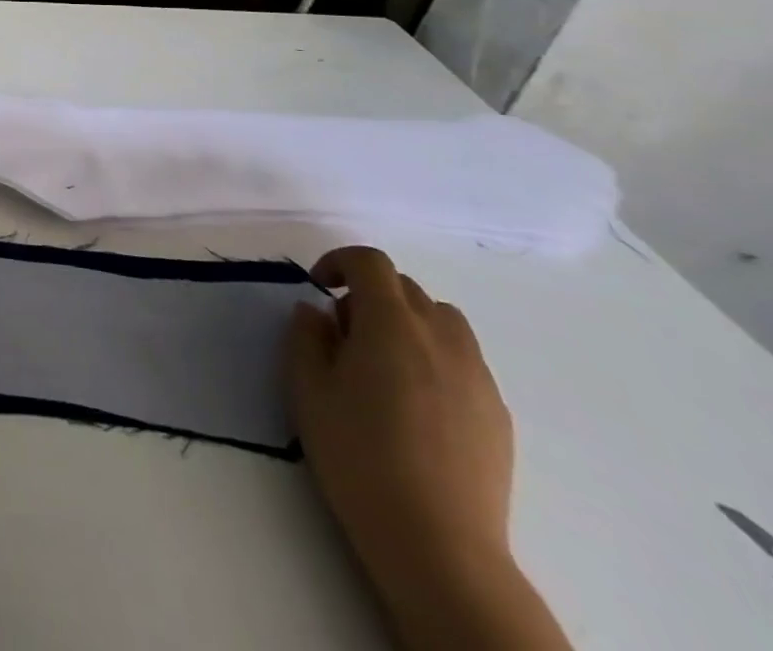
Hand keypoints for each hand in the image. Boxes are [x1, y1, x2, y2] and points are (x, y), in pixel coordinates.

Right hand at [286, 248, 512, 582]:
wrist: (437, 543)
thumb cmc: (357, 455)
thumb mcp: (307, 388)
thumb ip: (306, 336)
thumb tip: (317, 312)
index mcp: (391, 325)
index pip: (370, 263)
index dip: (339, 261)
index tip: (319, 286)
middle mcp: (441, 339)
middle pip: (407, 288)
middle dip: (370, 294)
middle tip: (344, 333)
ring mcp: (478, 377)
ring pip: (443, 320)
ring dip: (408, 322)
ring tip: (383, 363)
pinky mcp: (498, 414)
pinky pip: (463, 361)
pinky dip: (434, 357)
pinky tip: (415, 403)